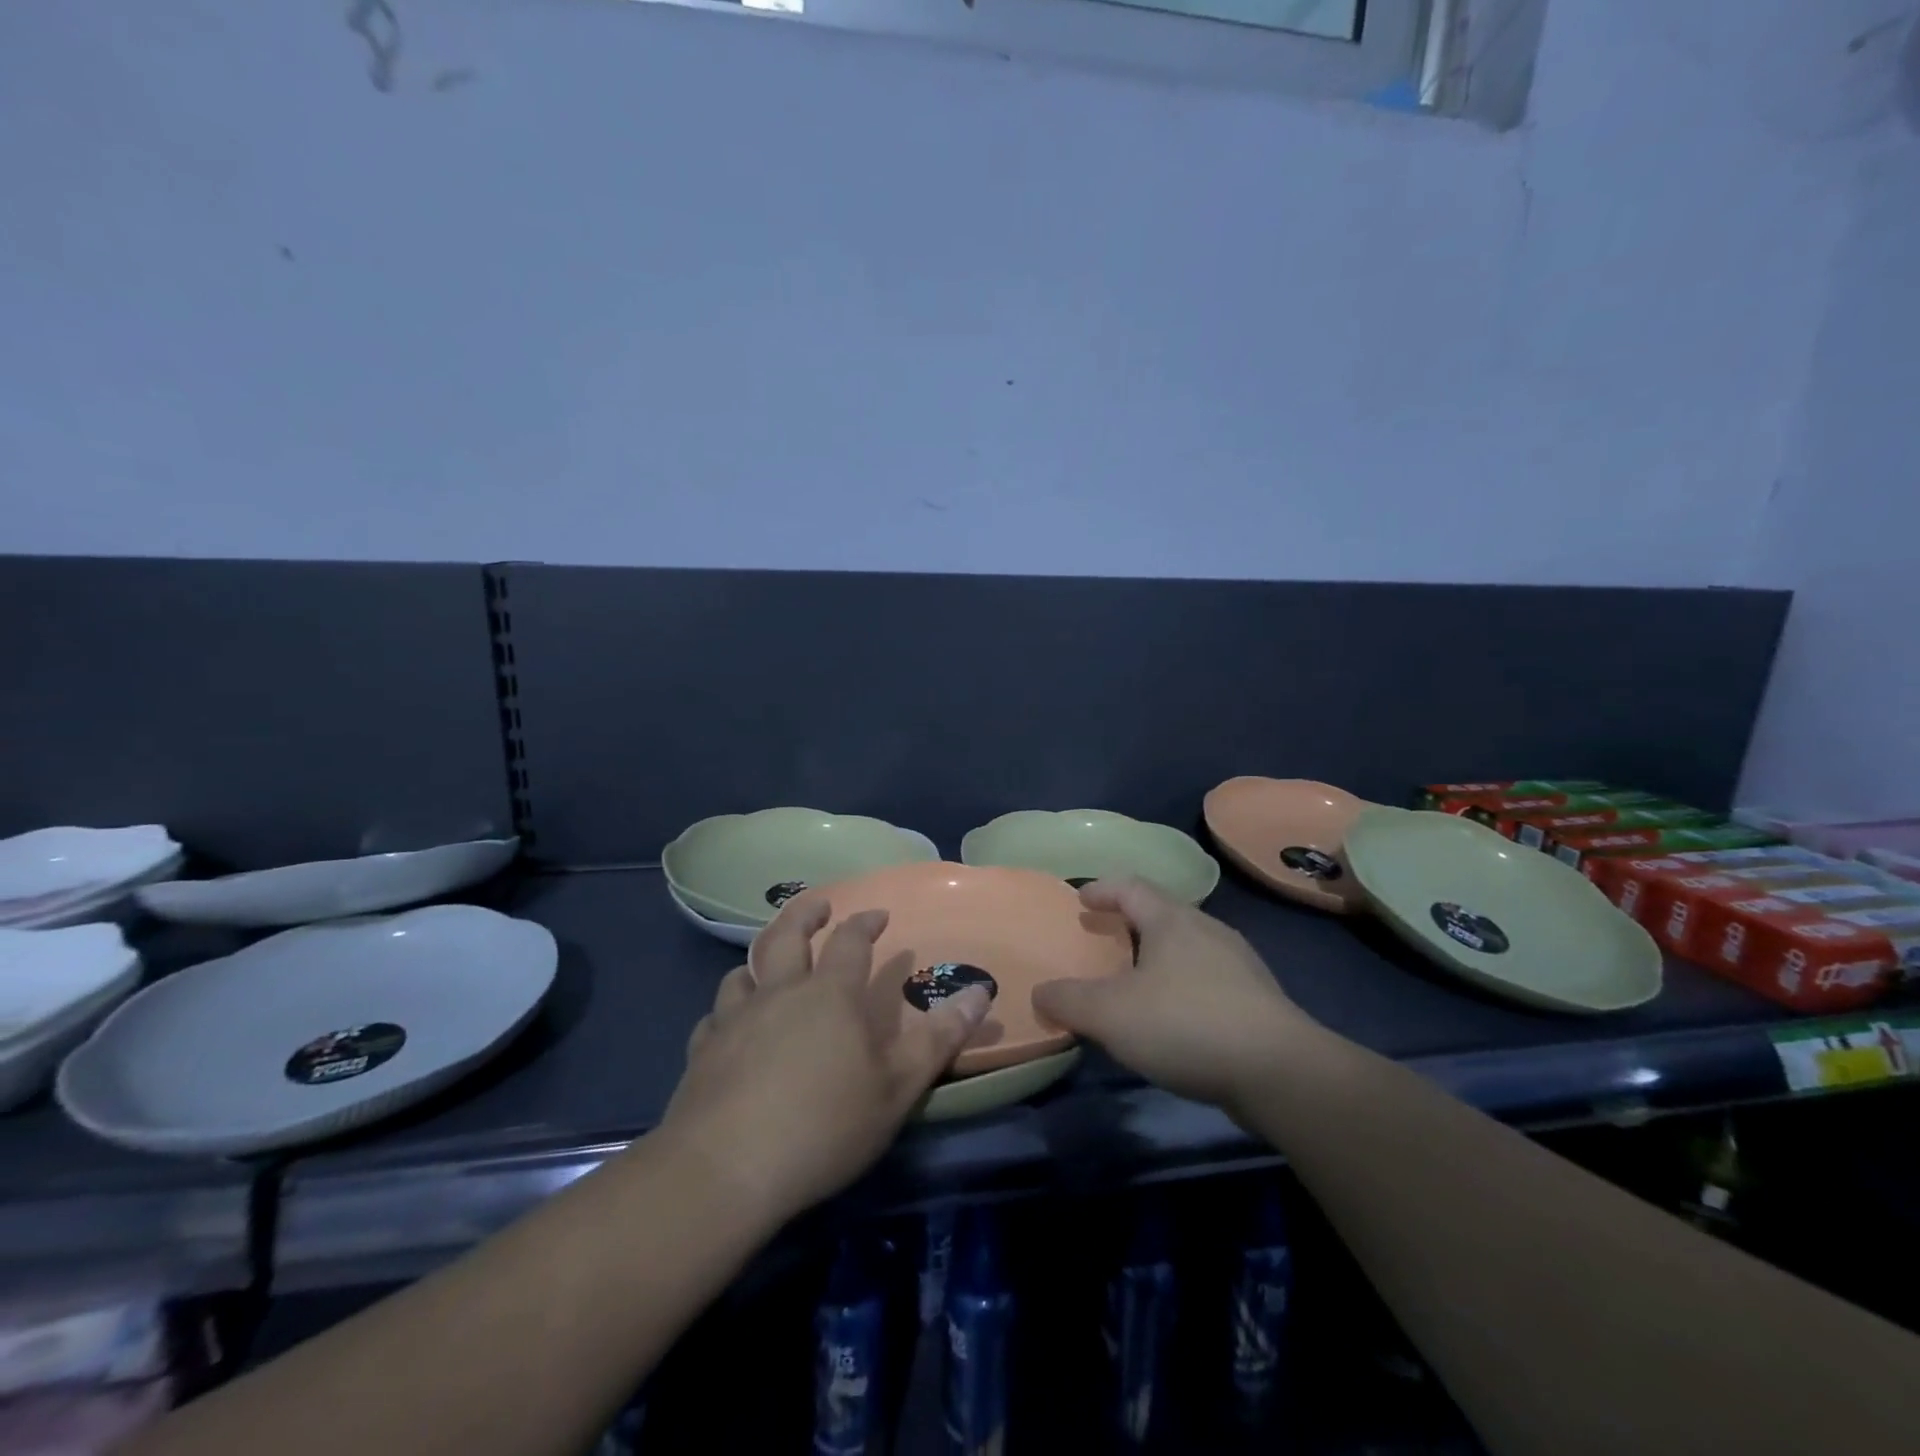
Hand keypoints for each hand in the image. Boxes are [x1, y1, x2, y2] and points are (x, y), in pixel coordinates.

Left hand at [657, 899, 990, 1225]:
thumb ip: (939, 1038)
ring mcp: (735, 1019)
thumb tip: (981, 991)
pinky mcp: (701, 1052)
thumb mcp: (897, 1087)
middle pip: (787, 934)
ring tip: (769, 966)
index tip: (879, 914)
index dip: (866, 922)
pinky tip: (728, 1027)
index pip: (851, 941)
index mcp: (829, 994)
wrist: (725, 1169)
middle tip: (820, 906)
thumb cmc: (824, 1126)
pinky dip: (726, 1012)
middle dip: (806, 914)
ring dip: (759, 961)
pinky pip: (714, 1017)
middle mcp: (779, 992)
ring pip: (742, 972)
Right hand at [1033, 877, 1322, 1121]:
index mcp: (1172, 921)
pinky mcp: (1258, 999)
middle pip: (1162, 913)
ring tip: (1137, 979)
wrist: (1279, 1072)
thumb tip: (1040, 992)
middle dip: (1131, 922)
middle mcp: (1208, 930)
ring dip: (1159, 955)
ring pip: (1188, 946)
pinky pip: (1208, 978)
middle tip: (1105, 938)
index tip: (1081, 899)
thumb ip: (1068, 1000)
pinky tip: (1174, 1016)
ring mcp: (1239, 964)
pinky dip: (1182, 984)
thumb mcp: (1110, 1014)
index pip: (1131, 887)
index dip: (1103, 889)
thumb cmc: (1186, 1024)